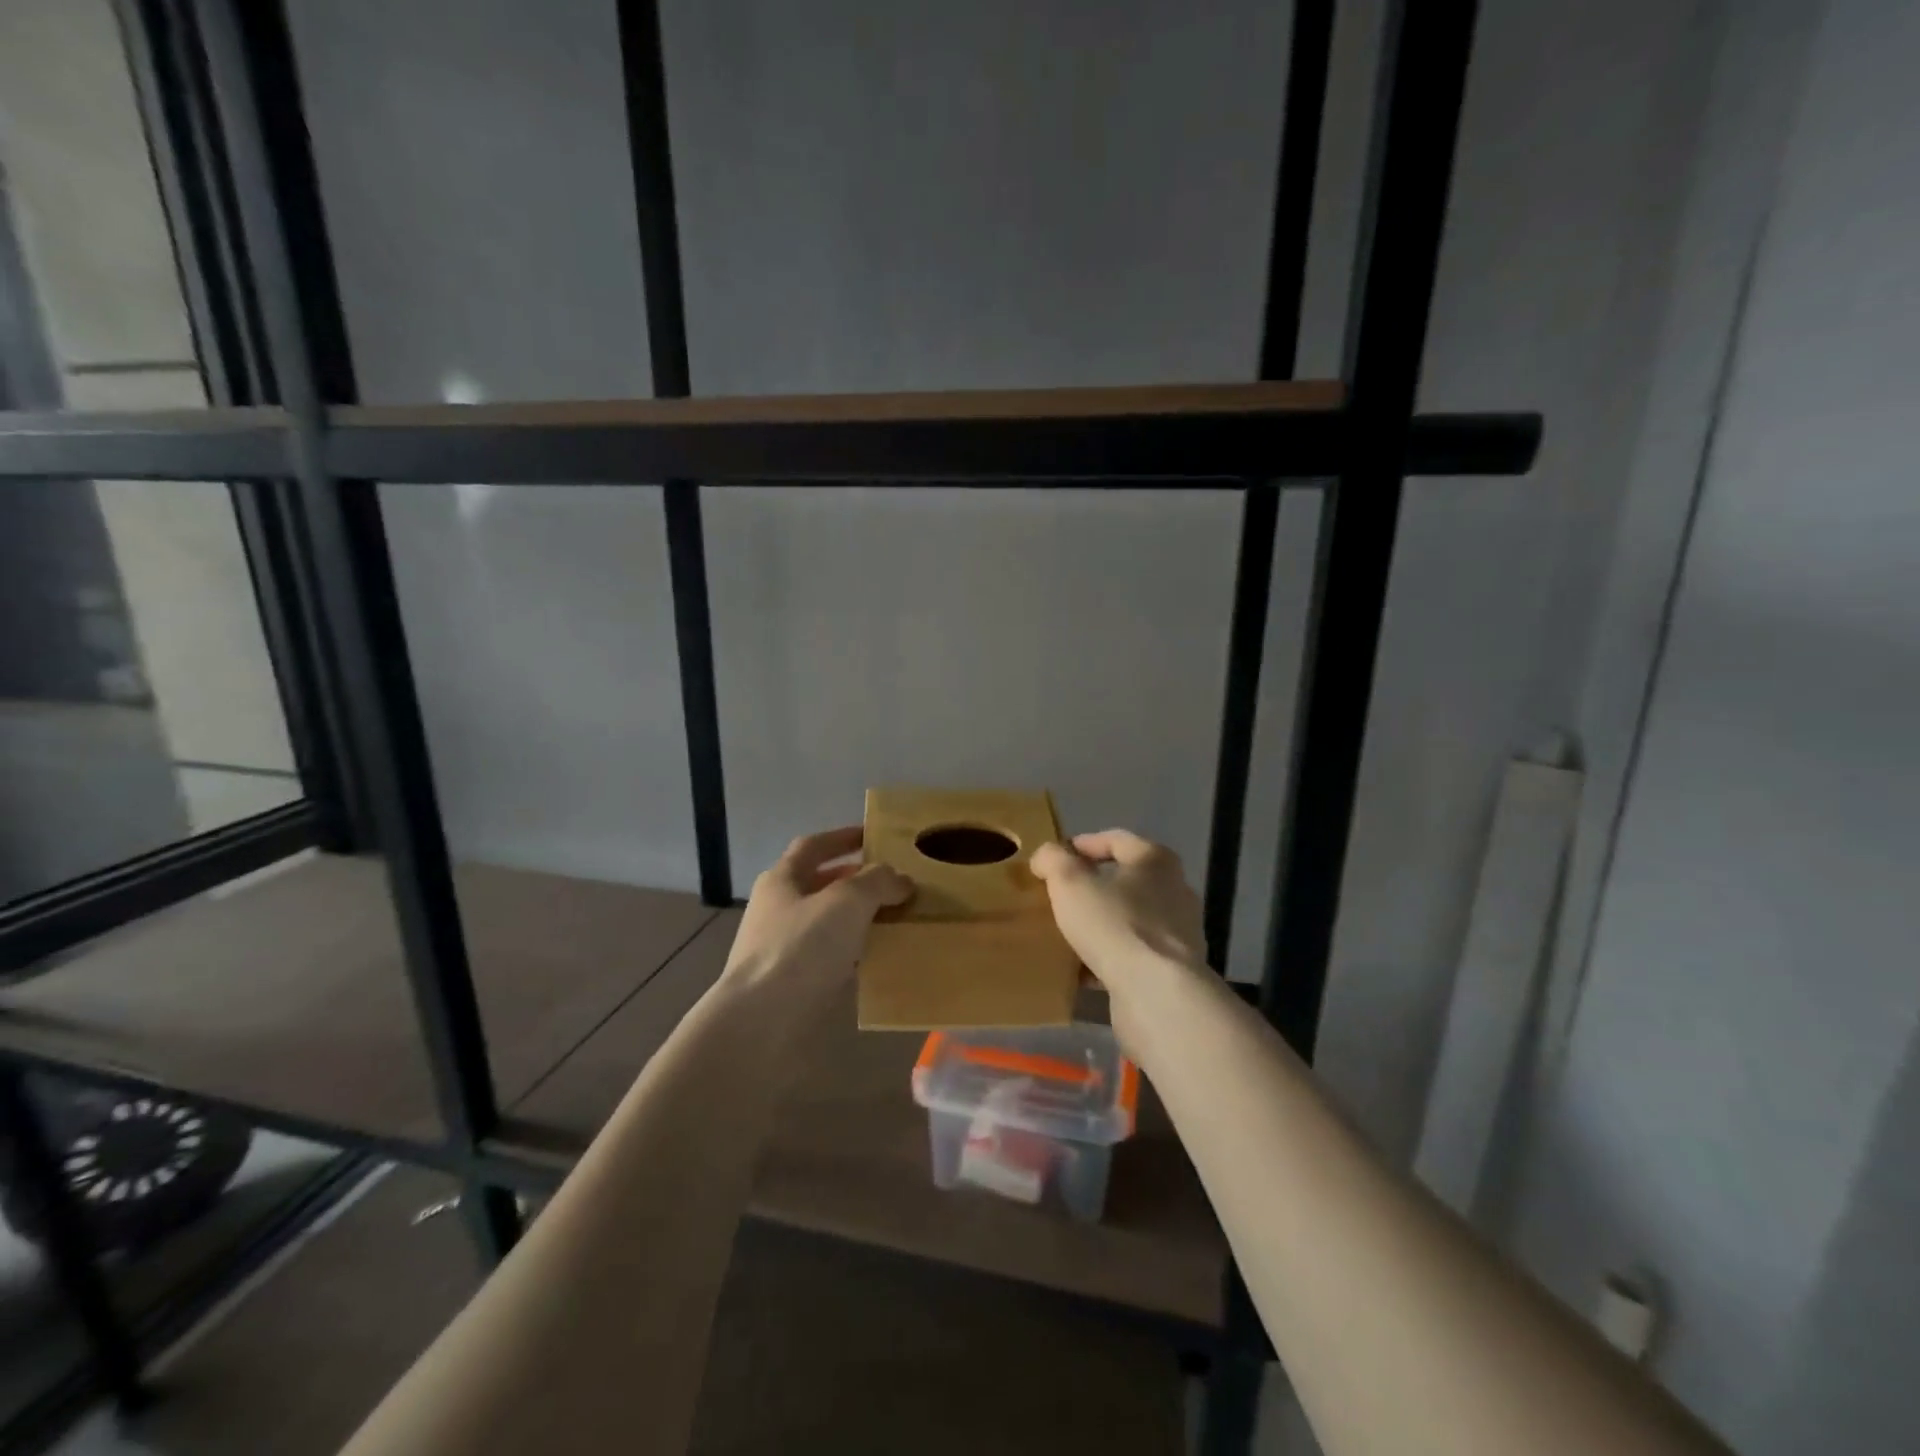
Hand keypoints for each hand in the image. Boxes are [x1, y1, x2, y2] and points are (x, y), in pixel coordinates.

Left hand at [725, 826, 911, 994]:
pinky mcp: (791, 984)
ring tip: (896, 919)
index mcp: (782, 880)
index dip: (843, 838)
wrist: (760, 1024)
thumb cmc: (800, 949)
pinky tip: (878, 959)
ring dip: (858, 918)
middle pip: (820, 884)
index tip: (875, 836)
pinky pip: (829, 958)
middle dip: (856, 880)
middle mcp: (777, 909)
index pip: (813, 846)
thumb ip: (877, 882)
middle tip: (894, 882)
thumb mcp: (846, 902)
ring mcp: (781, 949)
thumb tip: (900, 879)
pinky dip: (854, 952)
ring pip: (827, 923)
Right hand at [1030, 830, 1205, 983]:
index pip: (1115, 839)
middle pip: (1125, 880)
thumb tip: (1046, 856)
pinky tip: (1083, 971)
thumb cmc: (1114, 924)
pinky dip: (1110, 958)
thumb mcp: (1069, 882)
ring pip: (1129, 919)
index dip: (1082, 844)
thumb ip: (1053, 860)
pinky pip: (1134, 955)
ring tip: (1068, 934)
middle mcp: (1174, 890)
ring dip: (1101, 925)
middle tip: (1059, 896)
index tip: (1054, 860)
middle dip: (1092, 887)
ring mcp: (1178, 932)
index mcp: (1155, 860)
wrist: (1157, 993)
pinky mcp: (1173, 969)